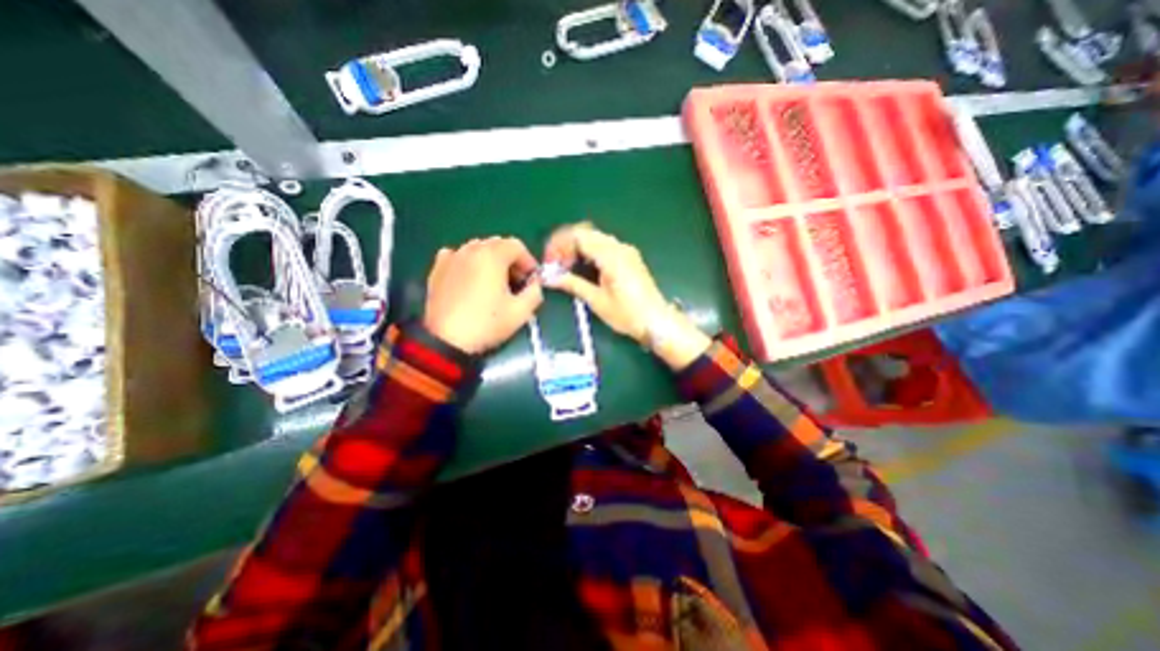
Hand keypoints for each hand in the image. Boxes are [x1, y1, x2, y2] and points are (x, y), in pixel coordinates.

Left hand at [423, 236, 543, 352]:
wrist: (446, 341)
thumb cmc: (487, 324)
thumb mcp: (521, 312)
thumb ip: (535, 292)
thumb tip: (535, 285)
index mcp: (492, 256)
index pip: (516, 245)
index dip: (529, 261)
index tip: (531, 280)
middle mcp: (470, 250)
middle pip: (497, 244)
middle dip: (511, 260)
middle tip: (516, 282)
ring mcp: (451, 258)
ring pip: (477, 249)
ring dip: (491, 261)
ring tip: (494, 283)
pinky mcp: (437, 270)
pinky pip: (457, 256)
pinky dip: (468, 263)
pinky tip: (470, 279)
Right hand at [547, 224, 716, 368]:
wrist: (656, 321)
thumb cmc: (627, 314)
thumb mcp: (596, 300)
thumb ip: (572, 284)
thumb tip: (549, 277)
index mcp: (610, 255)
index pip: (578, 236)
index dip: (559, 245)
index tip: (549, 260)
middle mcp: (619, 247)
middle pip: (586, 233)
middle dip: (566, 244)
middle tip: (554, 262)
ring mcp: (626, 251)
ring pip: (595, 238)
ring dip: (577, 247)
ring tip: (565, 266)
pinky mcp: (629, 258)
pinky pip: (605, 246)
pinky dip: (589, 251)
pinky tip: (583, 267)